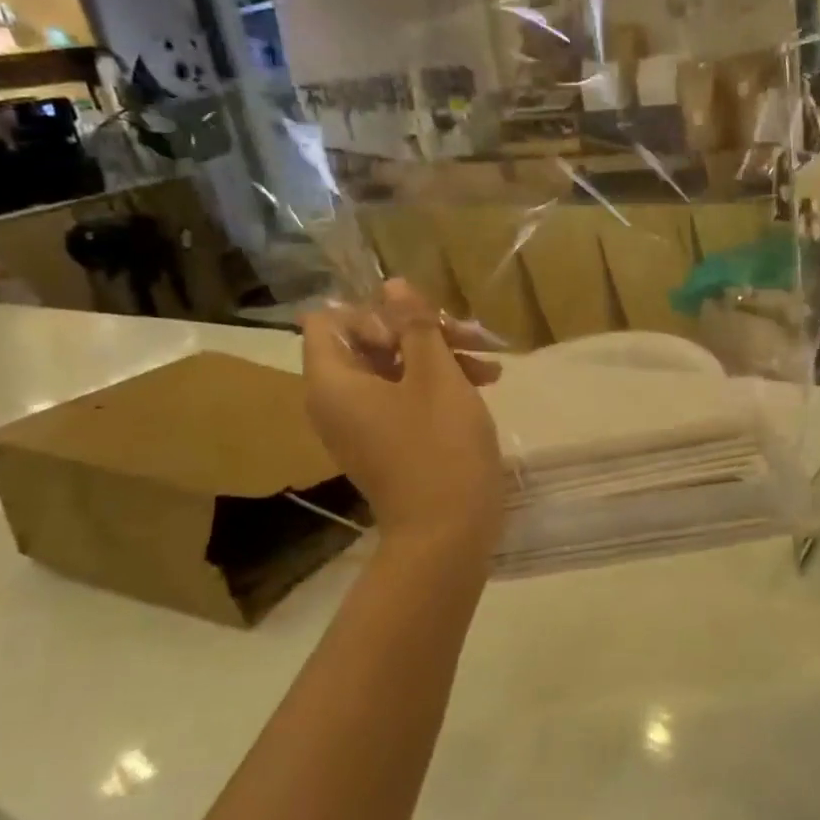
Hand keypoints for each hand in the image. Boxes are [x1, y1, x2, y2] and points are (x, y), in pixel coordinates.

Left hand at [301, 280, 506, 556]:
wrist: (448, 534)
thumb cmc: (441, 448)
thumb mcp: (436, 376)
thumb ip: (415, 326)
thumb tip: (394, 285)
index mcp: (334, 382)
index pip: (328, 320)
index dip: (373, 311)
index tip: (417, 324)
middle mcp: (337, 401)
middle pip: (367, 341)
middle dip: (421, 332)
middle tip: (469, 335)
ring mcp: (362, 425)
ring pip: (393, 369)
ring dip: (439, 357)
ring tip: (491, 365)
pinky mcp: (387, 442)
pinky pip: (403, 398)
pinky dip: (437, 385)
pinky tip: (485, 384)